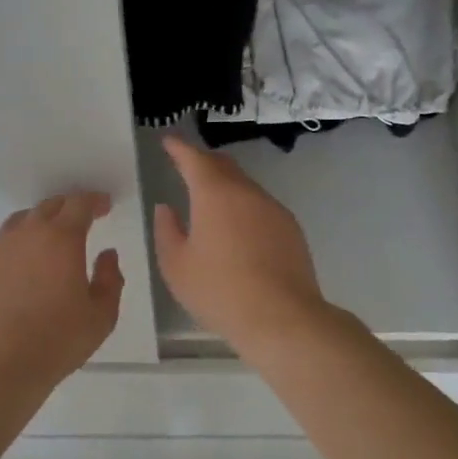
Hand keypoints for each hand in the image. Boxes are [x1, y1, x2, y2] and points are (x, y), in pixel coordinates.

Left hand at [0, 191, 123, 392]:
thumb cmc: (57, 341)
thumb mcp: (101, 316)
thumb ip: (111, 279)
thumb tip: (106, 255)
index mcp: (62, 239)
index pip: (80, 204)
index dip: (94, 201)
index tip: (103, 206)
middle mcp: (26, 234)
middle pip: (48, 207)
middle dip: (67, 209)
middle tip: (77, 222)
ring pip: (17, 223)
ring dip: (35, 226)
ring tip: (42, 244)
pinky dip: (7, 249)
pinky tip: (11, 267)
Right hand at [152, 136, 328, 354]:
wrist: (282, 317)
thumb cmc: (219, 291)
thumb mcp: (177, 266)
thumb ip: (167, 231)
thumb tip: (166, 208)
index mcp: (215, 195)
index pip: (194, 159)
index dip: (180, 148)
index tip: (169, 141)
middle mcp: (247, 192)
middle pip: (224, 166)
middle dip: (204, 162)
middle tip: (187, 165)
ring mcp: (273, 209)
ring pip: (245, 186)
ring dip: (226, 186)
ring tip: (211, 201)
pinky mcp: (291, 228)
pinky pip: (261, 207)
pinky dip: (244, 207)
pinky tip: (239, 229)